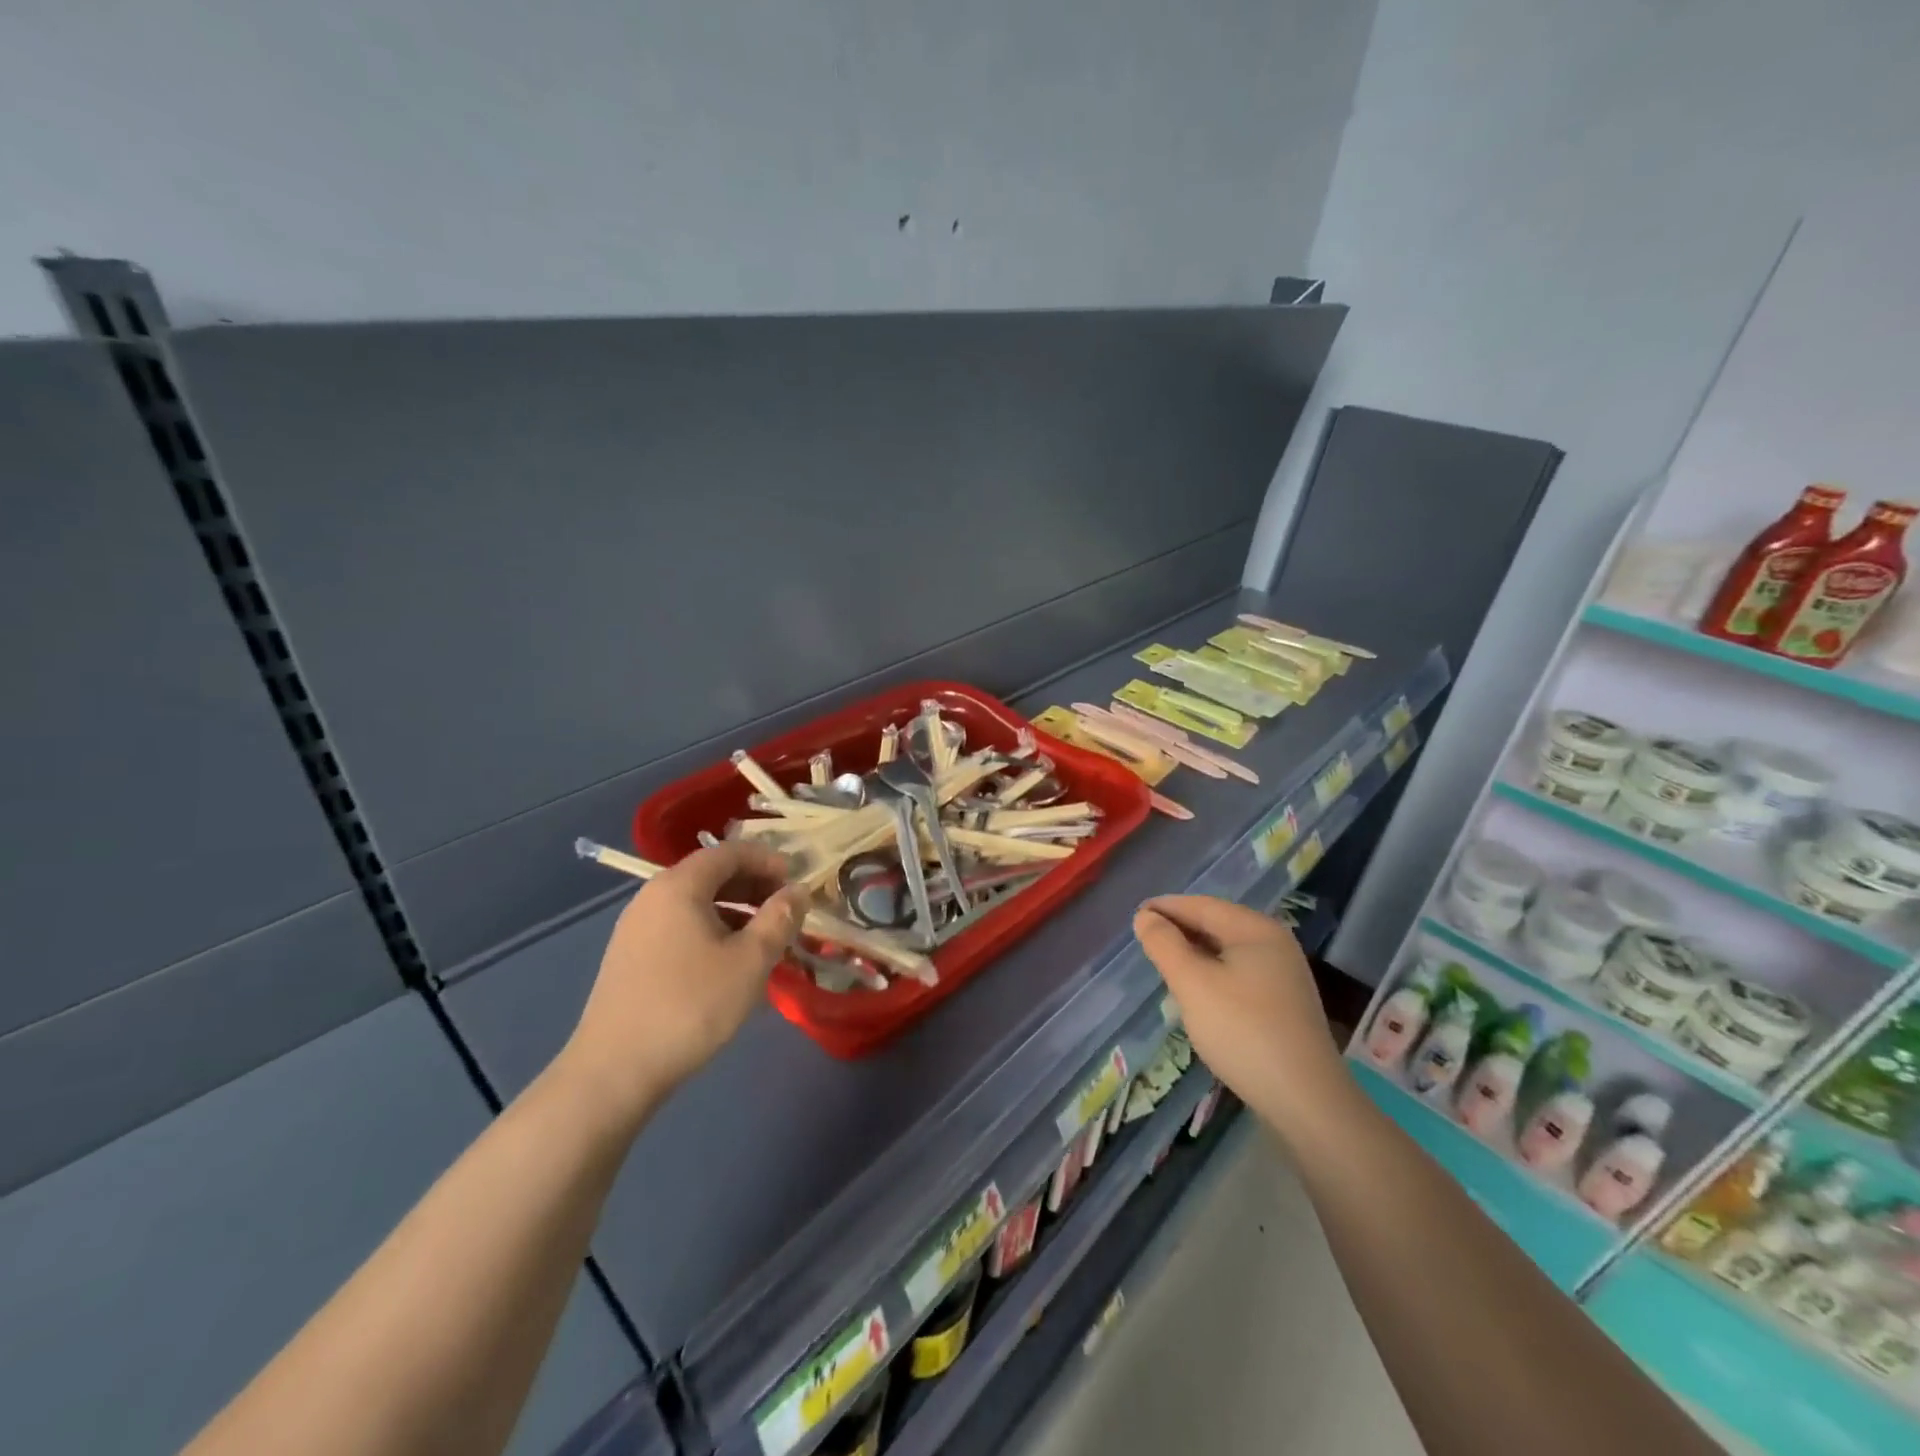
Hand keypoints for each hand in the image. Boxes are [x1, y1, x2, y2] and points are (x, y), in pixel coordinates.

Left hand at [561, 842, 806, 1121]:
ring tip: (763, 938)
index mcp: (679, 886)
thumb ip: (779, 919)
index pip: (730, 852)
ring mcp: (636, 928)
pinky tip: (728, 962)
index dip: (768, 860)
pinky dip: (711, 929)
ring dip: (734, 910)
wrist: (614, 1071)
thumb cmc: (691, 1006)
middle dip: (753, 885)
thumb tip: (798, 891)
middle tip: (785, 910)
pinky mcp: (631, 958)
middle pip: (710, 874)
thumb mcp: (750, 961)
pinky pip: (680, 926)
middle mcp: (652, 897)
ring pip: (695, 903)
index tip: (797, 882)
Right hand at [1132, 895, 1345, 1122]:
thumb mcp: (1193, 983)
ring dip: (1193, 953)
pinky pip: (1237, 974)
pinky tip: (1195, 992)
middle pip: (1217, 925)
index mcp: (1256, 930)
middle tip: (1144, 940)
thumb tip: (1146, 917)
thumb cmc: (1243, 1031)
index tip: (1135, 915)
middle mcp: (1274, 945)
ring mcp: (1282, 976)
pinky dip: (1211, 974)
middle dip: (1179, 929)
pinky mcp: (1283, 1005)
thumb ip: (1164, 945)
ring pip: (1226, 952)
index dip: (1166, 907)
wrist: (1305, 1101)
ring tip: (1163, 963)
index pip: (1202, 905)